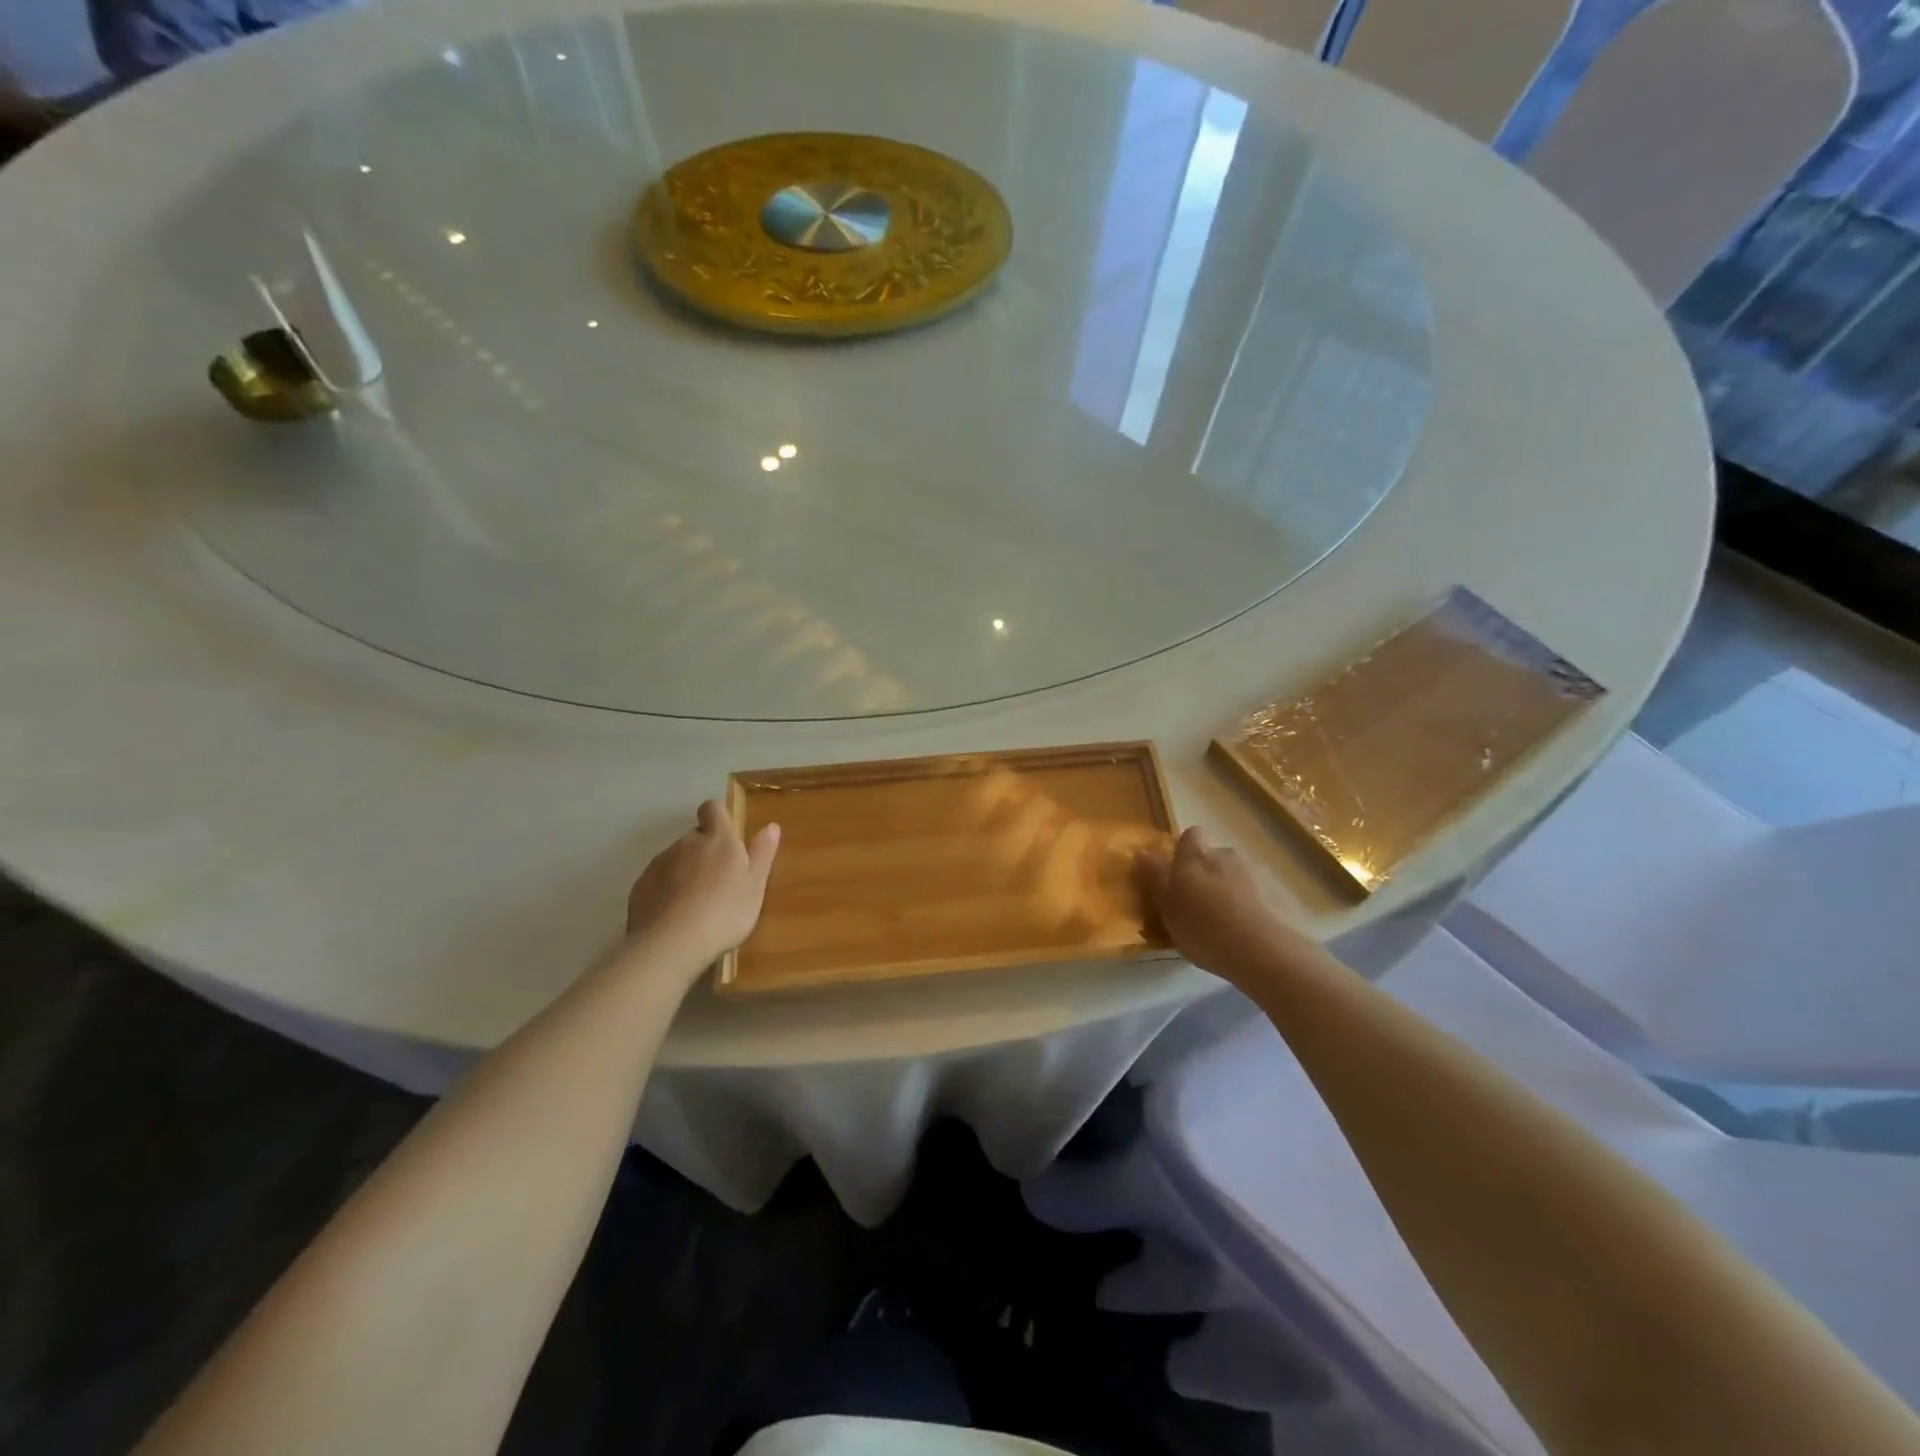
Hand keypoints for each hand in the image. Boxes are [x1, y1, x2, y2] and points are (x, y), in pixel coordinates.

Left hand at [625, 801, 780, 968]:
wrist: (669, 945)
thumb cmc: (724, 913)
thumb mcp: (755, 886)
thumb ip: (762, 854)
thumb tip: (771, 825)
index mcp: (718, 839)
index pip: (713, 809)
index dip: (719, 818)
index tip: (728, 838)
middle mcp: (686, 843)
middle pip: (695, 837)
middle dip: (705, 851)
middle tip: (719, 881)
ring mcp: (659, 863)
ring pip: (676, 859)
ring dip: (686, 871)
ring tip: (696, 904)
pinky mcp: (640, 886)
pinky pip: (658, 880)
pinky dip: (667, 890)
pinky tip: (675, 916)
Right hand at [1136, 826, 1304, 981]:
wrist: (1267, 952)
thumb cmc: (1205, 931)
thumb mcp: (1168, 909)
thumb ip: (1156, 878)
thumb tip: (1143, 852)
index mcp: (1196, 858)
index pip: (1191, 836)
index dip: (1185, 851)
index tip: (1179, 876)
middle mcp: (1227, 856)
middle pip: (1215, 856)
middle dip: (1209, 874)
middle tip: (1202, 906)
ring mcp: (1258, 873)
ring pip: (1239, 875)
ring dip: (1233, 890)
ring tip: (1230, 924)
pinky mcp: (1282, 893)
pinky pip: (1262, 893)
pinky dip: (1256, 906)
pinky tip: (1253, 933)